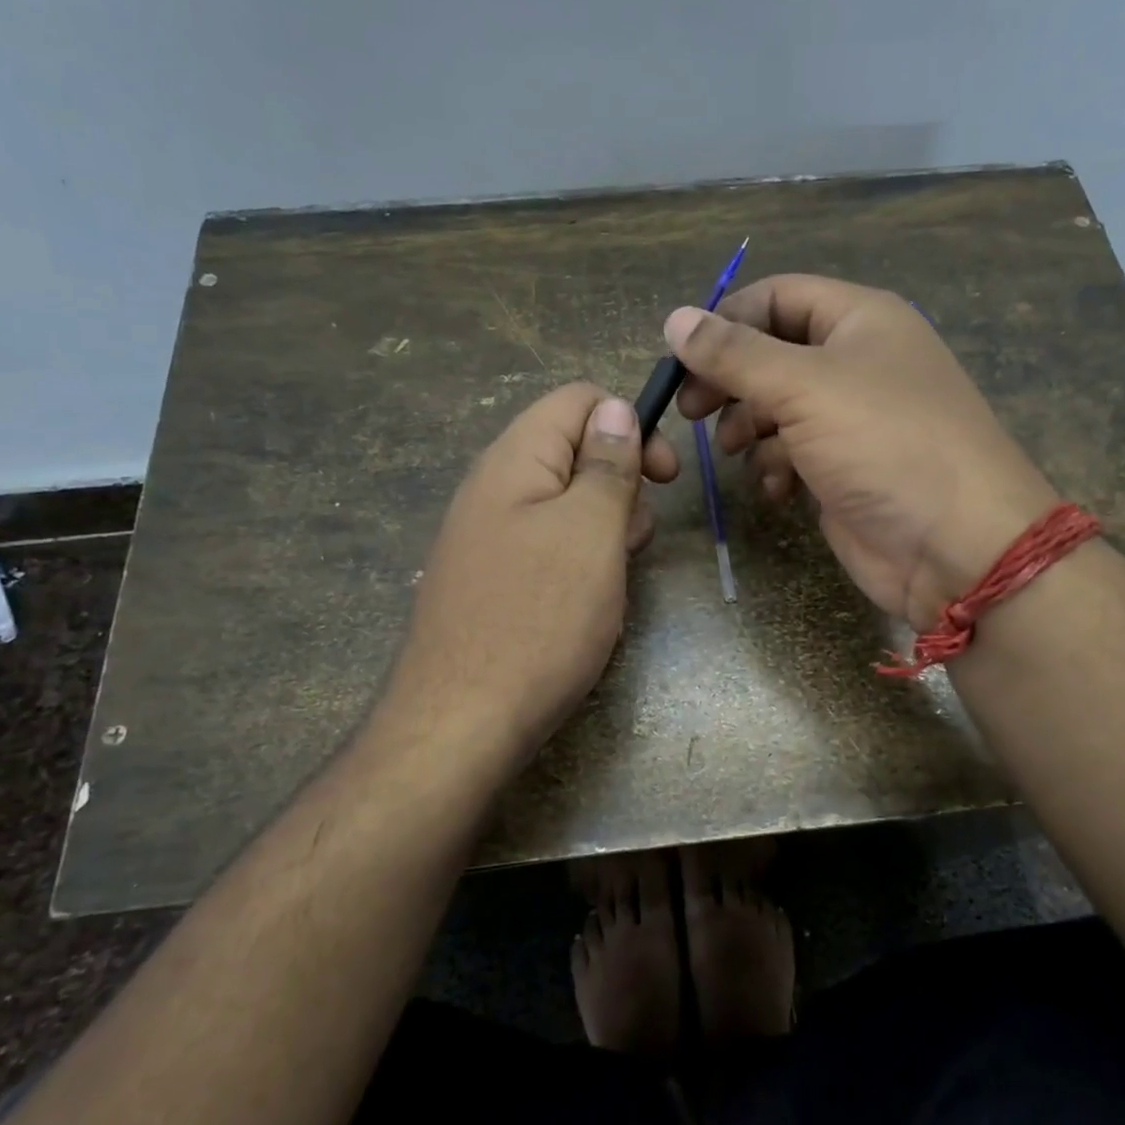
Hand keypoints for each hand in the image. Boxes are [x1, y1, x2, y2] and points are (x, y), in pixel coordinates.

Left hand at [385, 384, 678, 764]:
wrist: (461, 724)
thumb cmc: (538, 621)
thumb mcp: (590, 533)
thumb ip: (607, 465)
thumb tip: (617, 408)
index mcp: (514, 460)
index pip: (579, 400)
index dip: (630, 425)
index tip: (663, 478)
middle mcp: (494, 487)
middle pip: (573, 451)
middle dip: (620, 486)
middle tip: (632, 542)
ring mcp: (488, 536)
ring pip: (565, 504)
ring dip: (603, 530)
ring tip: (611, 581)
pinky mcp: (491, 579)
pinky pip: (547, 547)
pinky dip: (579, 563)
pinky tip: (585, 605)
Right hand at [669, 274, 1057, 628]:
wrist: (954, 544)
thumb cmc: (883, 444)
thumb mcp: (803, 386)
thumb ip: (734, 354)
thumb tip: (674, 319)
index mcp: (859, 320)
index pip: (777, 297)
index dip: (726, 320)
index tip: (682, 360)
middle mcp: (856, 363)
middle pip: (771, 355)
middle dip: (730, 382)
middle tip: (692, 412)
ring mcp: (851, 421)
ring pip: (776, 409)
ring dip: (750, 429)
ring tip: (738, 453)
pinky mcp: (844, 471)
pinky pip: (792, 454)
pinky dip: (775, 468)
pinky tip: (776, 490)